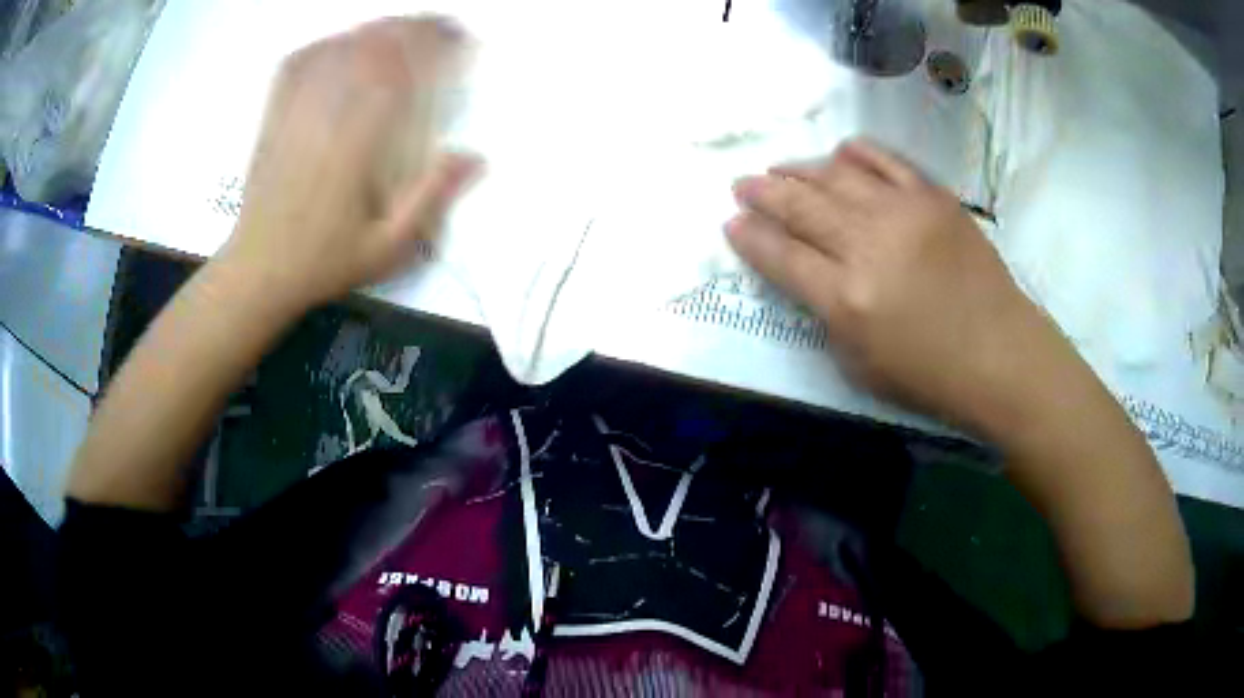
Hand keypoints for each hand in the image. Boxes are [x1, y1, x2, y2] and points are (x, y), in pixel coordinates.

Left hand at [218, 16, 479, 311]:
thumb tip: (475, 157)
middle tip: (441, 28)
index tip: (461, 40)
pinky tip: (346, 42)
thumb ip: (430, 199)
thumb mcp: (387, 248)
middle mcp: (325, 115)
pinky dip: (329, 43)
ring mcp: (295, 110)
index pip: (400, 72)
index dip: (434, 46)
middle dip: (412, 29)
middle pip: (372, 48)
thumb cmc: (323, 262)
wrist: (258, 270)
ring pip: (340, 48)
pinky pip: (301, 62)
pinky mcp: (275, 114)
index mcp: (355, 144)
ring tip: (404, 29)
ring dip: (377, 30)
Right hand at [727, 139, 1048, 428]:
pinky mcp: (933, 196)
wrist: (1000, 354)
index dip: (750, 237)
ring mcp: (902, 212)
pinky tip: (838, 154)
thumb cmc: (929, 375)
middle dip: (762, 193)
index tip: (731, 223)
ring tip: (780, 169)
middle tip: (742, 184)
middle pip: (800, 206)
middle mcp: (867, 246)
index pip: (781, 255)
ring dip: (799, 170)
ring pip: (835, 176)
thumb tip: (807, 272)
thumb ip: (826, 314)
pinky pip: (884, 160)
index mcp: (845, 299)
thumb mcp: (859, 366)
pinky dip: (855, 153)